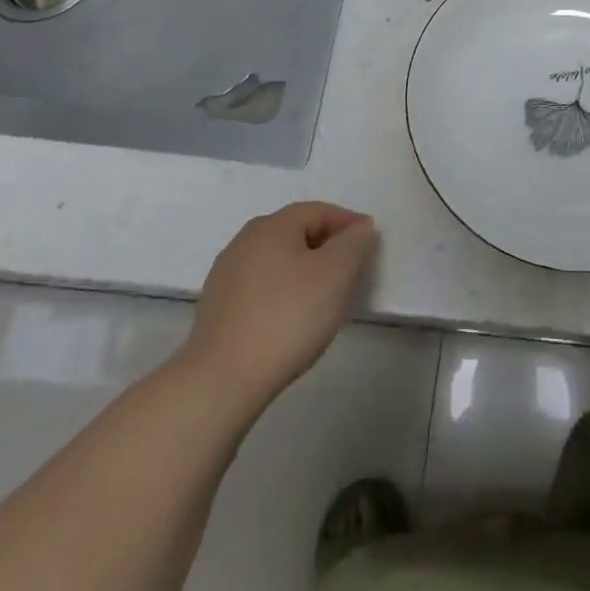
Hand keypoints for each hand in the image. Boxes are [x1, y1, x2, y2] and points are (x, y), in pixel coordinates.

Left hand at [183, 202, 377, 410]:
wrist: (223, 379)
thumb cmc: (288, 317)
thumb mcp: (336, 274)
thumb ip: (354, 244)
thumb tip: (360, 228)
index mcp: (272, 226)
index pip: (319, 211)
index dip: (349, 223)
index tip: (371, 244)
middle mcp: (245, 241)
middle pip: (296, 232)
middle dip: (328, 246)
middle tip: (352, 270)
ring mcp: (226, 274)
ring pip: (279, 260)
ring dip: (306, 270)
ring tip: (326, 297)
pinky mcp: (218, 306)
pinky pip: (262, 286)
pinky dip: (284, 291)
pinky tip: (293, 317)